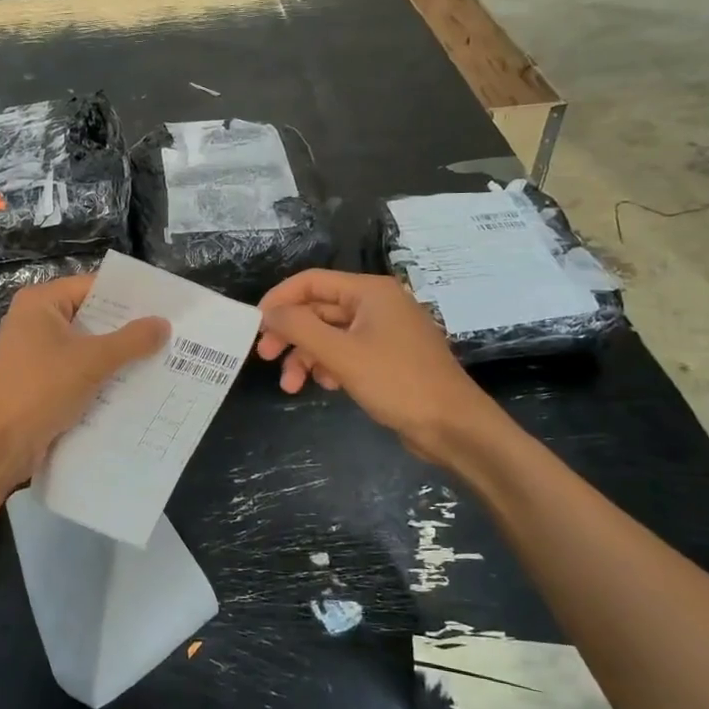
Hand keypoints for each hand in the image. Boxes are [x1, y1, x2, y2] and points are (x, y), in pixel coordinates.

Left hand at [0, 273, 168, 488]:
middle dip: (128, 329)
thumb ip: (131, 340)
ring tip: (163, 360)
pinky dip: (102, 379)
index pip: (94, 287)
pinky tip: (136, 388)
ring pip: (87, 349)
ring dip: (118, 358)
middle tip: (172, 334)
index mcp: (41, 303)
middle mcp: (35, 322)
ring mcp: (35, 355)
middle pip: (92, 317)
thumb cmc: (39, 390)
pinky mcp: (40, 384)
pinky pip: (78, 374)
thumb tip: (164, 324)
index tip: (167, 305)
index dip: (130, 296)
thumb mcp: (91, 361)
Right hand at [256, 270, 500, 463]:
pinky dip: (330, 365)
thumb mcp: (342, 354)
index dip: (280, 300)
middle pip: (319, 309)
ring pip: (330, 335)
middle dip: (291, 333)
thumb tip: (268, 313)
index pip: (312, 281)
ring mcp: (384, 331)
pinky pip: (347, 352)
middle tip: (266, 357)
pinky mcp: (388, 357)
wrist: (454, 426)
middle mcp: (377, 304)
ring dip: (307, 356)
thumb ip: (300, 328)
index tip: (255, 325)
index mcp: (370, 292)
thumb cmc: (398, 382)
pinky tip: (326, 386)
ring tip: (291, 386)